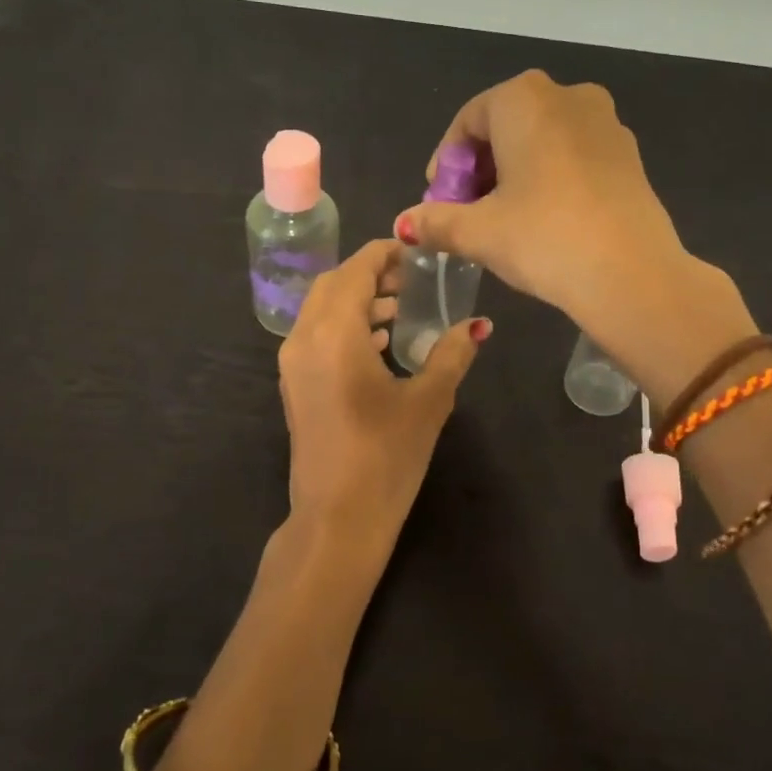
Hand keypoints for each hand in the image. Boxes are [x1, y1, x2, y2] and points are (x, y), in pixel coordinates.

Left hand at [277, 239, 487, 565]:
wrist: (337, 519)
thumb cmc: (386, 456)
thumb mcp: (428, 401)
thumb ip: (452, 354)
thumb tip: (479, 325)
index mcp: (333, 333)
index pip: (355, 271)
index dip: (383, 254)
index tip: (414, 251)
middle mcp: (303, 339)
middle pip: (332, 285)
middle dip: (369, 275)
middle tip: (409, 280)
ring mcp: (292, 365)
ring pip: (320, 311)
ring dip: (356, 302)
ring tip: (398, 311)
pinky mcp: (294, 387)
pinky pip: (315, 336)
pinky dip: (343, 327)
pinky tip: (378, 345)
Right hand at [394, 71, 750, 359]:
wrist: (631, 274)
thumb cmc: (543, 237)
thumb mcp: (478, 232)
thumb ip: (435, 221)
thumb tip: (403, 225)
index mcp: (524, 99)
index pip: (468, 121)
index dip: (447, 163)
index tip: (440, 201)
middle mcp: (568, 95)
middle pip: (506, 126)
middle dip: (480, 168)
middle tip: (468, 212)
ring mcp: (606, 123)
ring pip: (542, 140)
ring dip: (515, 173)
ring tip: (504, 219)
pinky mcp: (629, 155)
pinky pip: (574, 155)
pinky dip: (550, 178)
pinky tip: (546, 219)